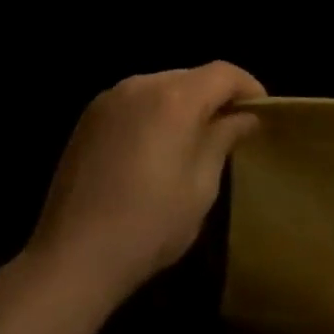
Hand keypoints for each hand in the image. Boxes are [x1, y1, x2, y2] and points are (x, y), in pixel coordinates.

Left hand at [28, 63, 264, 301]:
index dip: (248, 87)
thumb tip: (244, 117)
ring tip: (194, 139)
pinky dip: (155, 113)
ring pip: (163, 86)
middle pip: (193, 77)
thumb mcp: (202, 186)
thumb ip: (224, 139)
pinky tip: (156, 147)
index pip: (224, 73)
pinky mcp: (89, 118)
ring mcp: (110, 99)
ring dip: (184, 104)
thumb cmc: (149, 225)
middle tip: (231, 129)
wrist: (71, 260)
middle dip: (216, 96)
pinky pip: (136, 101)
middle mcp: (142, 85)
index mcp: (174, 98)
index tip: (261, 113)